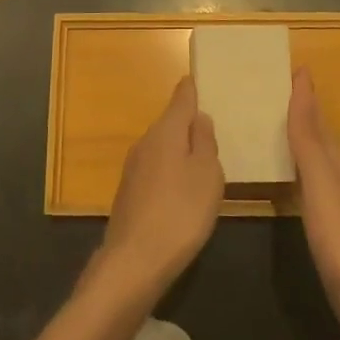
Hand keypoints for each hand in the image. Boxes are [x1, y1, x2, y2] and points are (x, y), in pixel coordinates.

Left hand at [96, 76, 222, 303]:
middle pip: (170, 123)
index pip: (181, 98)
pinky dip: (169, 171)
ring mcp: (133, 167)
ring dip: (179, 149)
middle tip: (210, 126)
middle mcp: (146, 141)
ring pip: (162, 147)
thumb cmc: (181, 212)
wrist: (134, 261)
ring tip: (201, 159)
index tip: (197, 79)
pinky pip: (155, 169)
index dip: (191, 89)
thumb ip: (205, 142)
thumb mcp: (208, 175)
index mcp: (167, 131)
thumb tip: (199, 118)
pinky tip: (180, 190)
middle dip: (187, 122)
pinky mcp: (129, 192)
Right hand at [288, 66, 339, 339]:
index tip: (285, 67)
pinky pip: (307, 186)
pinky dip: (294, 172)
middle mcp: (337, 177)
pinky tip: (286, 179)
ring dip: (295, 140)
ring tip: (269, 126)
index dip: (302, 94)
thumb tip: (304, 80)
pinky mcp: (329, 231)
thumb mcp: (321, 180)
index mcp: (335, 162)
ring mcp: (335, 205)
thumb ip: (308, 135)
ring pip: (313, 160)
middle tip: (268, 91)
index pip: (316, 117)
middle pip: (316, 136)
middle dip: (298, 112)